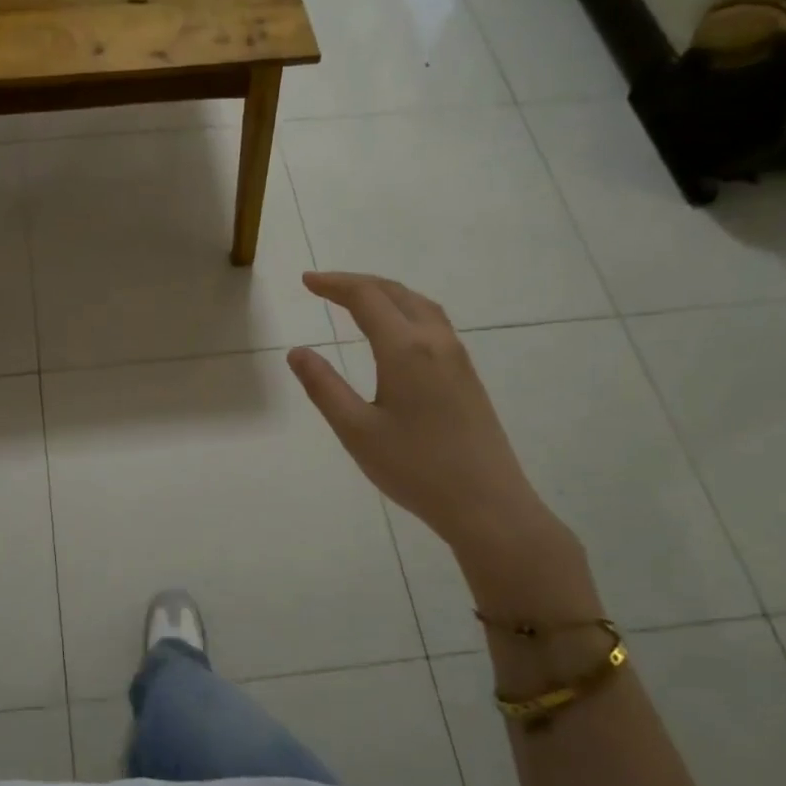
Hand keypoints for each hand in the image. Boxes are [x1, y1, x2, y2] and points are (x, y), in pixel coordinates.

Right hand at [288, 272, 551, 558]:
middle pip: (396, 293)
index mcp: (405, 349)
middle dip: (358, 283)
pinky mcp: (467, 376)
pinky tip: (395, 332)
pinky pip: (433, 323)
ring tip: (357, 300)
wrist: (487, 504)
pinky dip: (405, 311)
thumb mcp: (356, 430)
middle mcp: (436, 342)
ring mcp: (457, 358)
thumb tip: (297, 351)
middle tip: (324, 286)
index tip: (306, 281)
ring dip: (386, 293)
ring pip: (420, 305)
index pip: (366, 297)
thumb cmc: (415, 468)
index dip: (334, 284)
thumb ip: (324, 386)